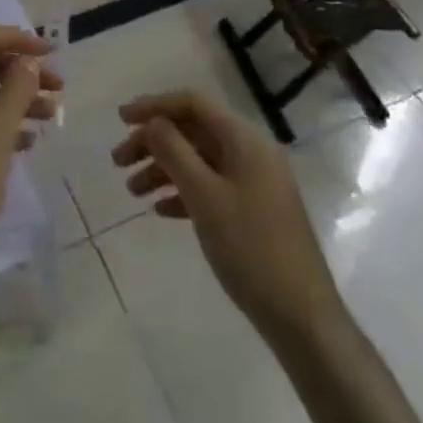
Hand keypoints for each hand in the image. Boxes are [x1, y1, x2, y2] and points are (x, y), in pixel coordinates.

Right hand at [112, 90, 344, 345]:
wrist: (303, 319)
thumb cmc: (251, 249)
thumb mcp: (205, 197)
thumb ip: (174, 152)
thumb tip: (153, 122)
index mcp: (244, 139)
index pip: (193, 103)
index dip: (155, 105)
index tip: (121, 119)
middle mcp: (250, 152)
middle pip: (193, 131)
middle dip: (154, 141)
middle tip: (118, 161)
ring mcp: (254, 183)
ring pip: (200, 160)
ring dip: (164, 168)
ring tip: (132, 191)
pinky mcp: (254, 211)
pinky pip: (211, 186)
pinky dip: (183, 192)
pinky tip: (160, 210)